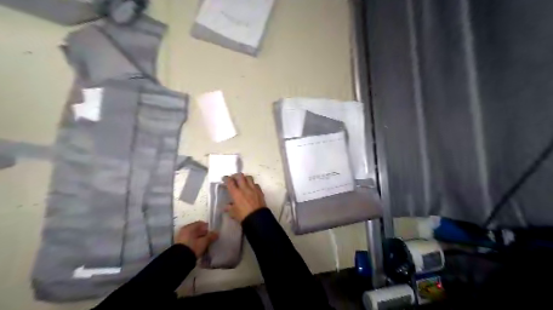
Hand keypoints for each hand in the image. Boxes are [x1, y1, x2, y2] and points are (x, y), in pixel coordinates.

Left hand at [178, 221, 219, 257]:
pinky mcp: (180, 244)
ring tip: (205, 245)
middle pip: (197, 229)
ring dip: (199, 239)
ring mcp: (181, 237)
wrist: (180, 260)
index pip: (201, 223)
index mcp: (189, 227)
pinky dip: (194, 243)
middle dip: (204, 234)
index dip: (208, 228)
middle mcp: (184, 230)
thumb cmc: (193, 247)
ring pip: (193, 236)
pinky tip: (199, 248)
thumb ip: (211, 236)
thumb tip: (217, 233)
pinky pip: (190, 241)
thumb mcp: (204, 242)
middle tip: (210, 240)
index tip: (212, 233)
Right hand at [225, 174, 267, 220]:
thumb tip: (226, 206)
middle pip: (240, 176)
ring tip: (243, 181)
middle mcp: (244, 188)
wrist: (257, 218)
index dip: (226, 178)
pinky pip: (256, 184)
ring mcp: (253, 188)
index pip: (230, 182)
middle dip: (235, 175)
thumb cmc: (243, 216)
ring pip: (249, 177)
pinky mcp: (260, 191)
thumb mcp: (233, 213)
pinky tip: (251, 188)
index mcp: (236, 193)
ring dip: (245, 178)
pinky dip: (252, 184)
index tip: (224, 178)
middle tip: (233, 178)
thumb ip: (229, 208)